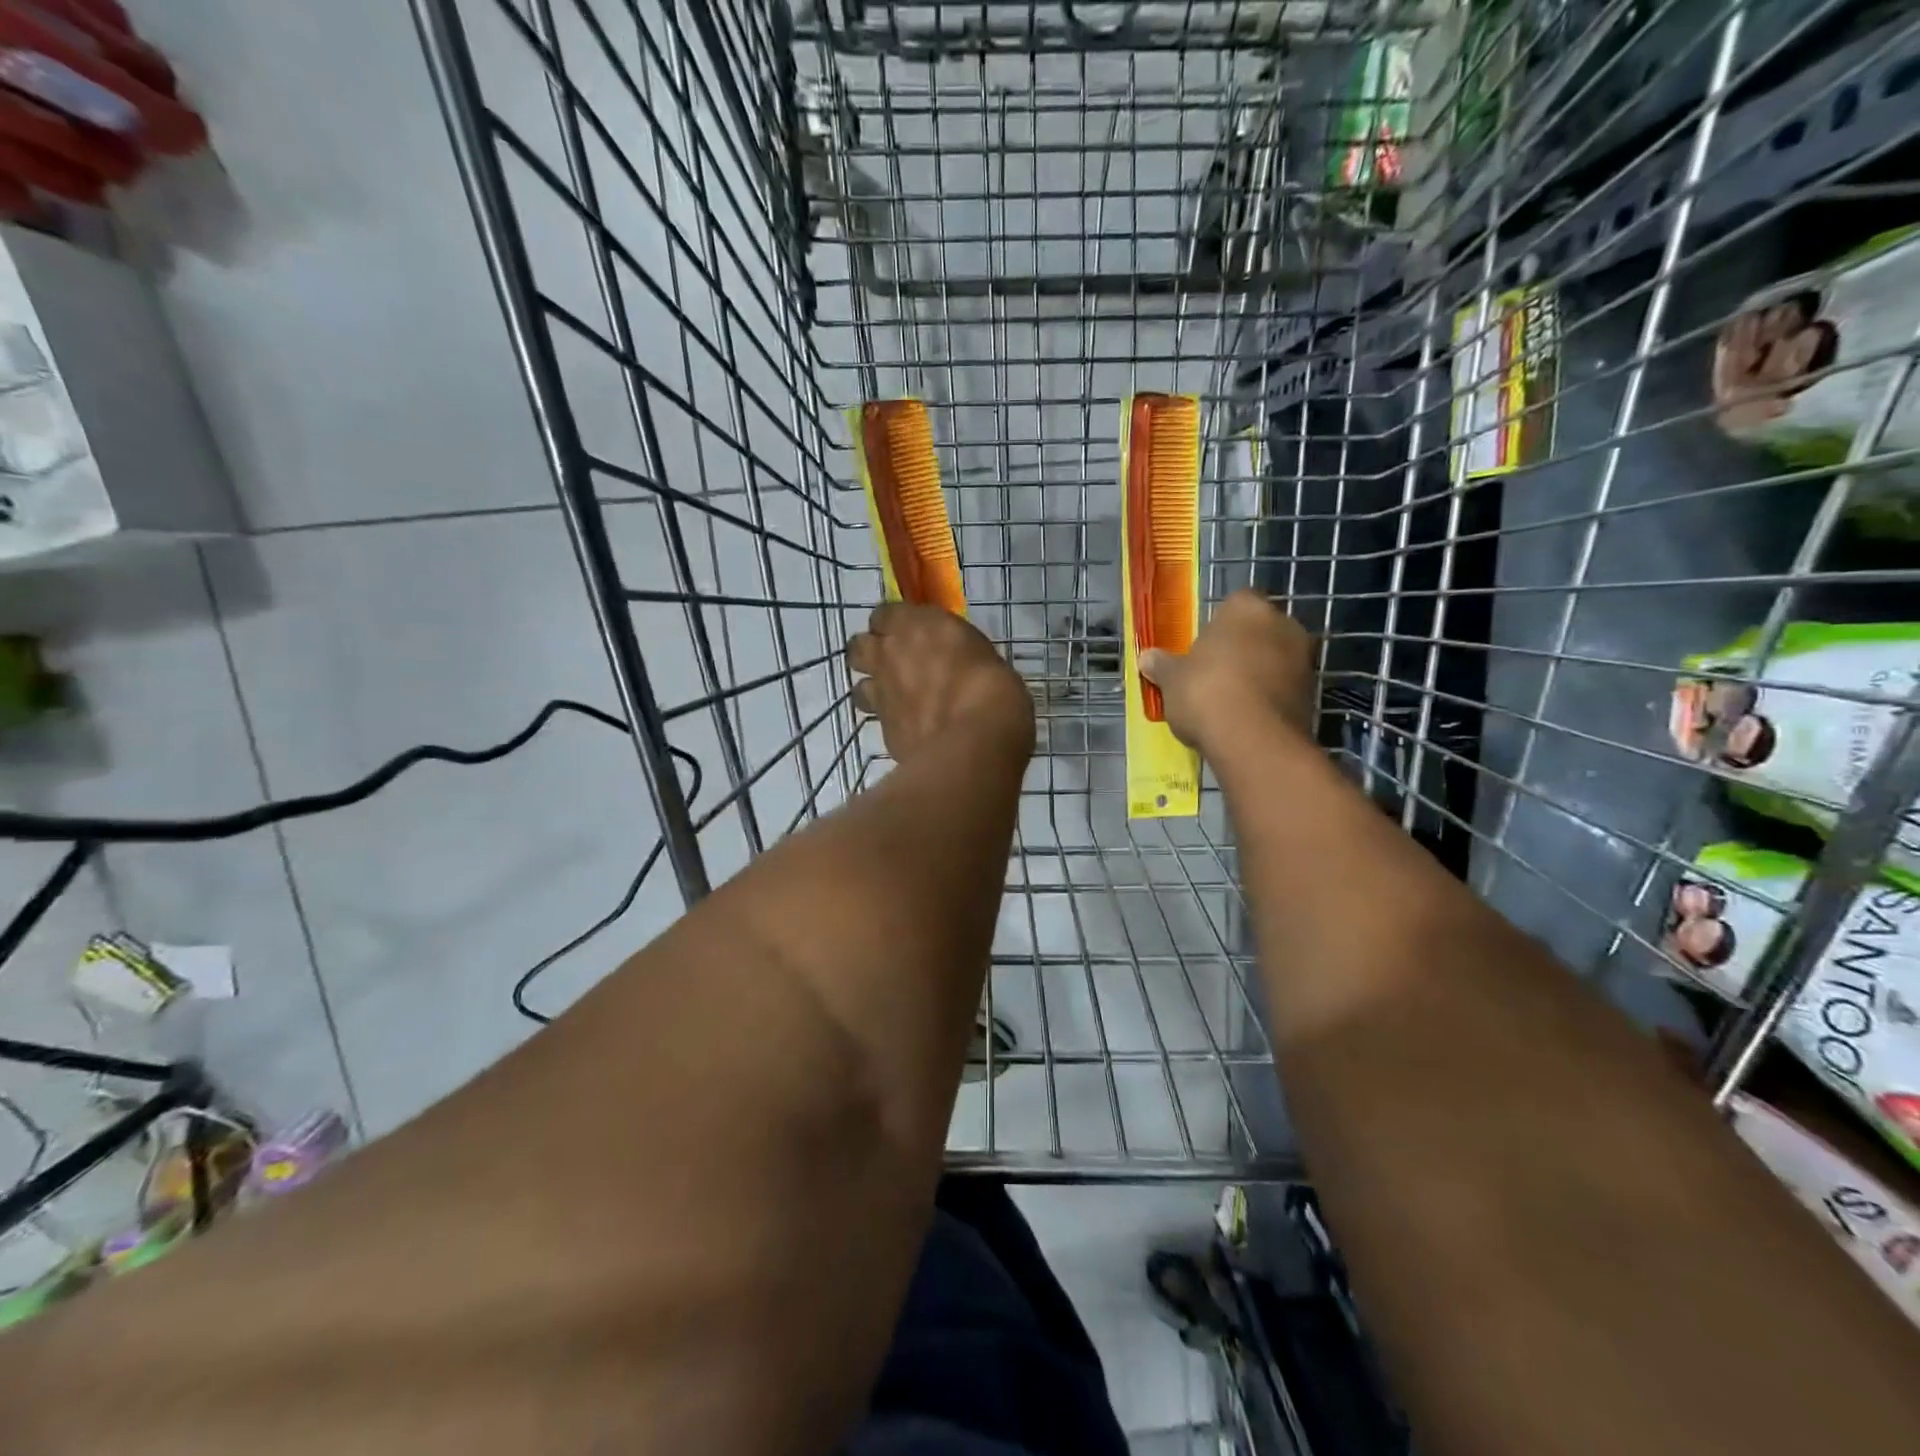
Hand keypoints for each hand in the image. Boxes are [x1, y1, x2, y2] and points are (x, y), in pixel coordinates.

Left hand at [847, 603, 1033, 764]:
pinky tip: (911, 728)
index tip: (909, 632)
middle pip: (859, 646)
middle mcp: (889, 653)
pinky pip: (878, 718)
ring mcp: (881, 692)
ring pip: (859, 685)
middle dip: (872, 652)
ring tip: (897, 699)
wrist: (974, 743)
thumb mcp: (982, 654)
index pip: (885, 613)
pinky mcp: (882, 728)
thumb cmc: (994, 688)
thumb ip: (954, 653)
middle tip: (894, 663)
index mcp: (916, 624)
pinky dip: (890, 721)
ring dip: (874, 688)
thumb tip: (953, 663)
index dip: (893, 624)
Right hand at [1138, 590, 1314, 753]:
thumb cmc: (1206, 692)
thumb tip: (1146, 657)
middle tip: (1214, 672)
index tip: (1203, 647)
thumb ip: (1162, 665)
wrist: (1254, 741)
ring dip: (1258, 673)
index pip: (1235, 603)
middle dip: (1242, 647)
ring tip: (1230, 700)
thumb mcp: (1172, 679)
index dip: (1219, 624)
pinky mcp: (1313, 693)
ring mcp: (1303, 659)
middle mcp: (1283, 624)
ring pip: (1275, 659)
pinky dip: (1269, 698)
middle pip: (1258, 630)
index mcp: (1247, 608)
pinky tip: (1247, 718)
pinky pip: (1284, 687)